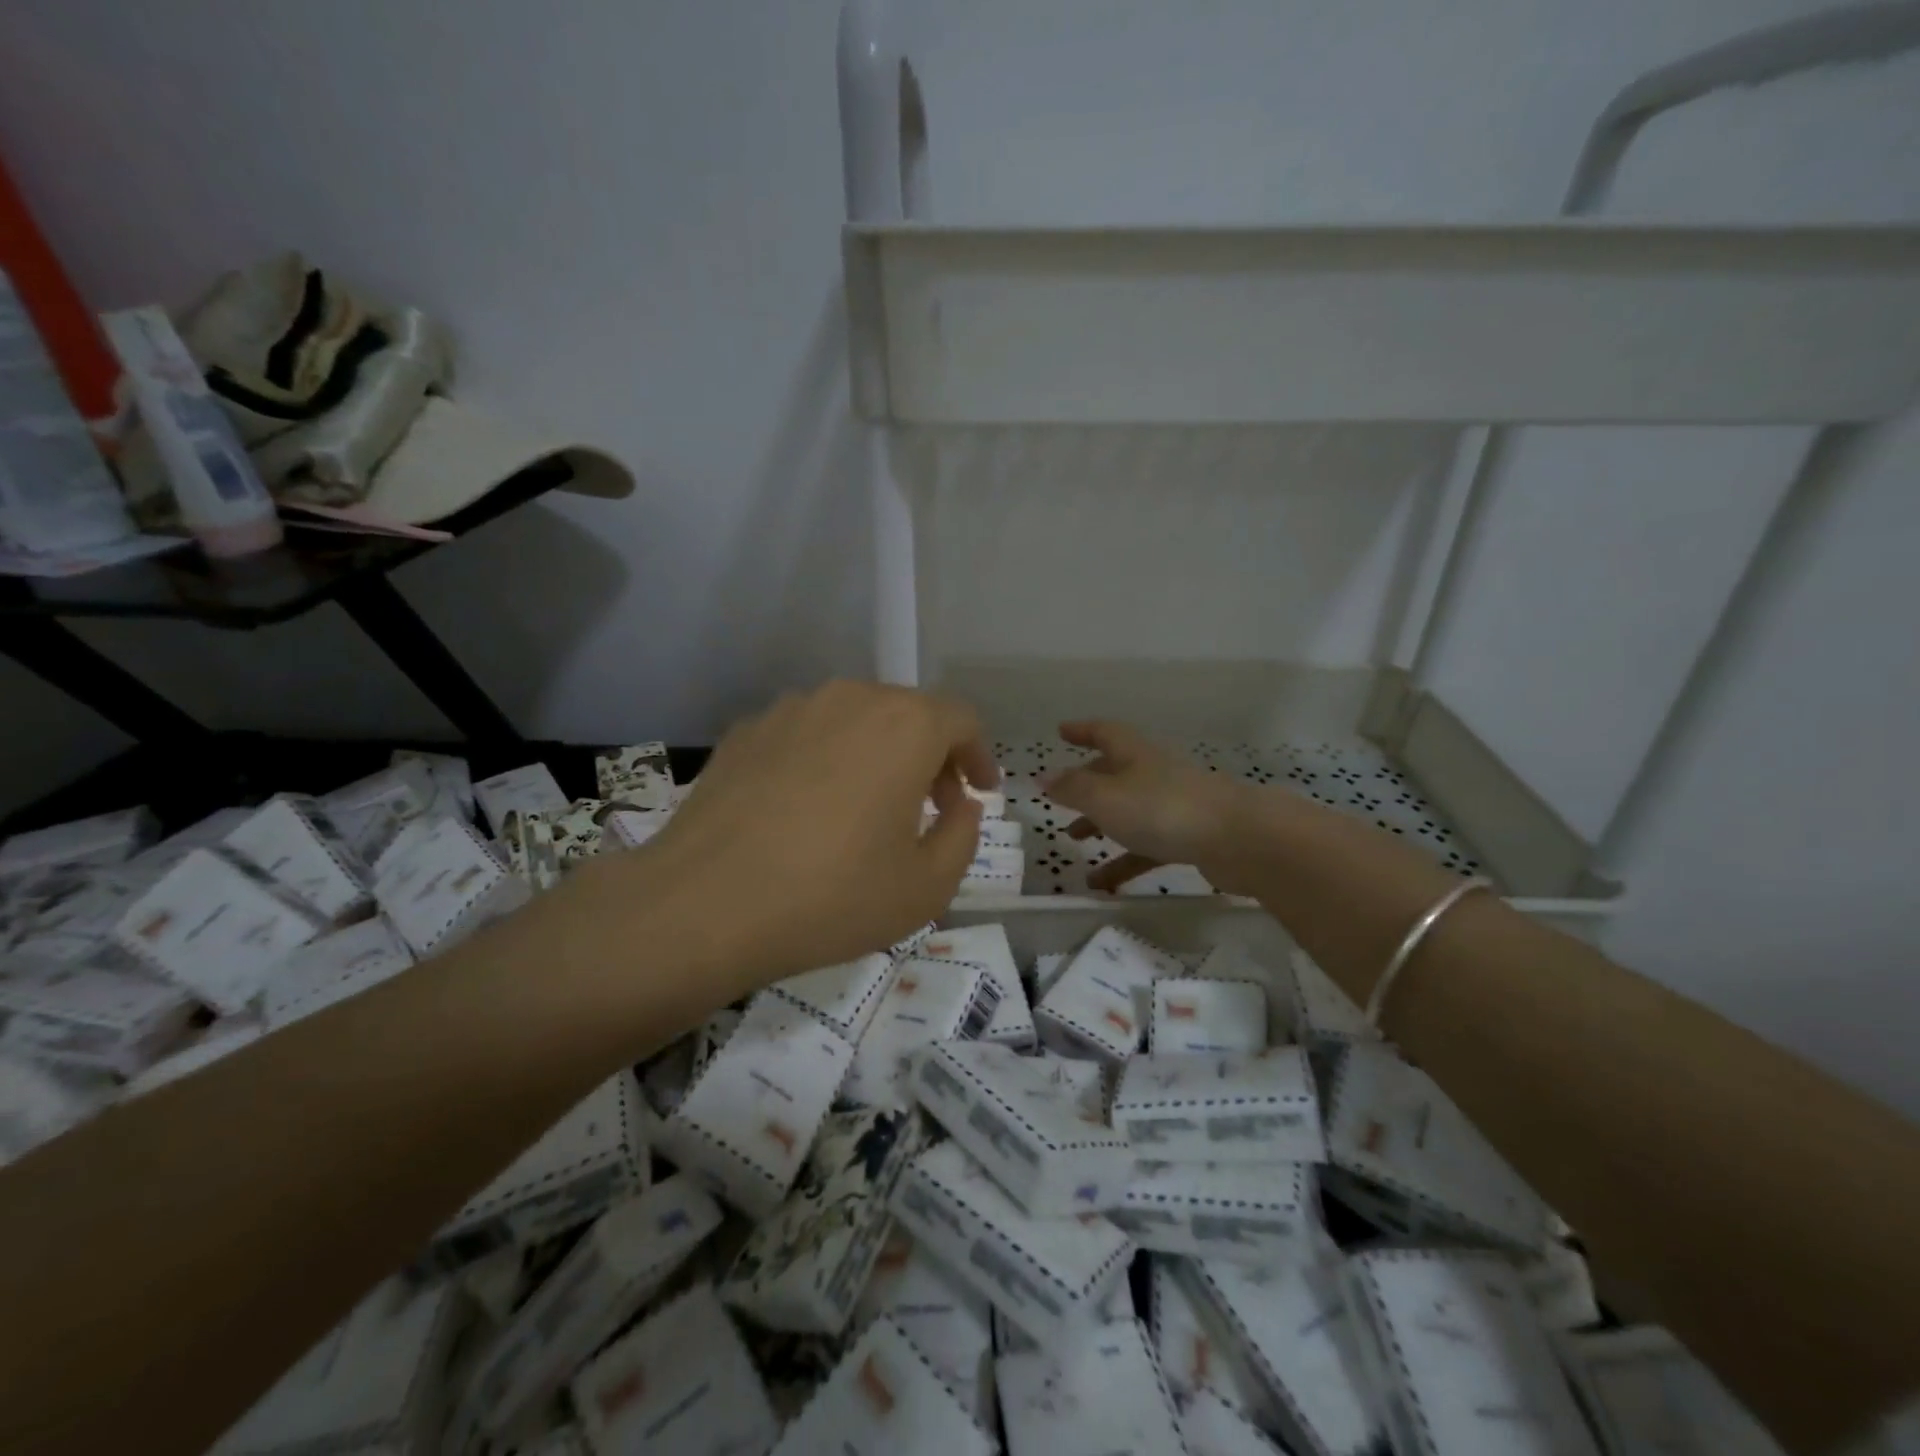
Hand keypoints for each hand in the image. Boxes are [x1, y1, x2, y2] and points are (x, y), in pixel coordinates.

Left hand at [637, 681, 997, 984]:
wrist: (703, 905)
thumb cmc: (832, 896)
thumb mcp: (927, 886)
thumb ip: (963, 836)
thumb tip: (959, 806)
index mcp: (904, 726)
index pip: (960, 719)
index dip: (978, 755)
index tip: (979, 793)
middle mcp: (849, 699)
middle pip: (908, 713)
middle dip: (931, 756)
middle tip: (932, 807)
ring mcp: (790, 710)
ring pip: (855, 720)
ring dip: (878, 755)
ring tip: (868, 808)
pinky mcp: (745, 732)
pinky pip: (807, 735)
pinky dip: (826, 760)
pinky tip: (809, 809)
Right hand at [1043, 721, 1255, 892]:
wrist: (1238, 839)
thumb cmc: (1162, 809)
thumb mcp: (1105, 798)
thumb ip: (1071, 789)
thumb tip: (1043, 776)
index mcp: (1134, 754)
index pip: (1103, 732)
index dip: (1081, 730)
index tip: (1061, 731)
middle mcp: (1153, 772)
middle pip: (1114, 772)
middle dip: (1086, 783)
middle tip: (1061, 797)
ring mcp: (1173, 804)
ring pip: (1128, 810)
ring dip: (1100, 823)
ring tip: (1073, 840)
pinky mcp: (1188, 836)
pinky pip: (1146, 846)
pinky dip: (1123, 861)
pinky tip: (1102, 884)